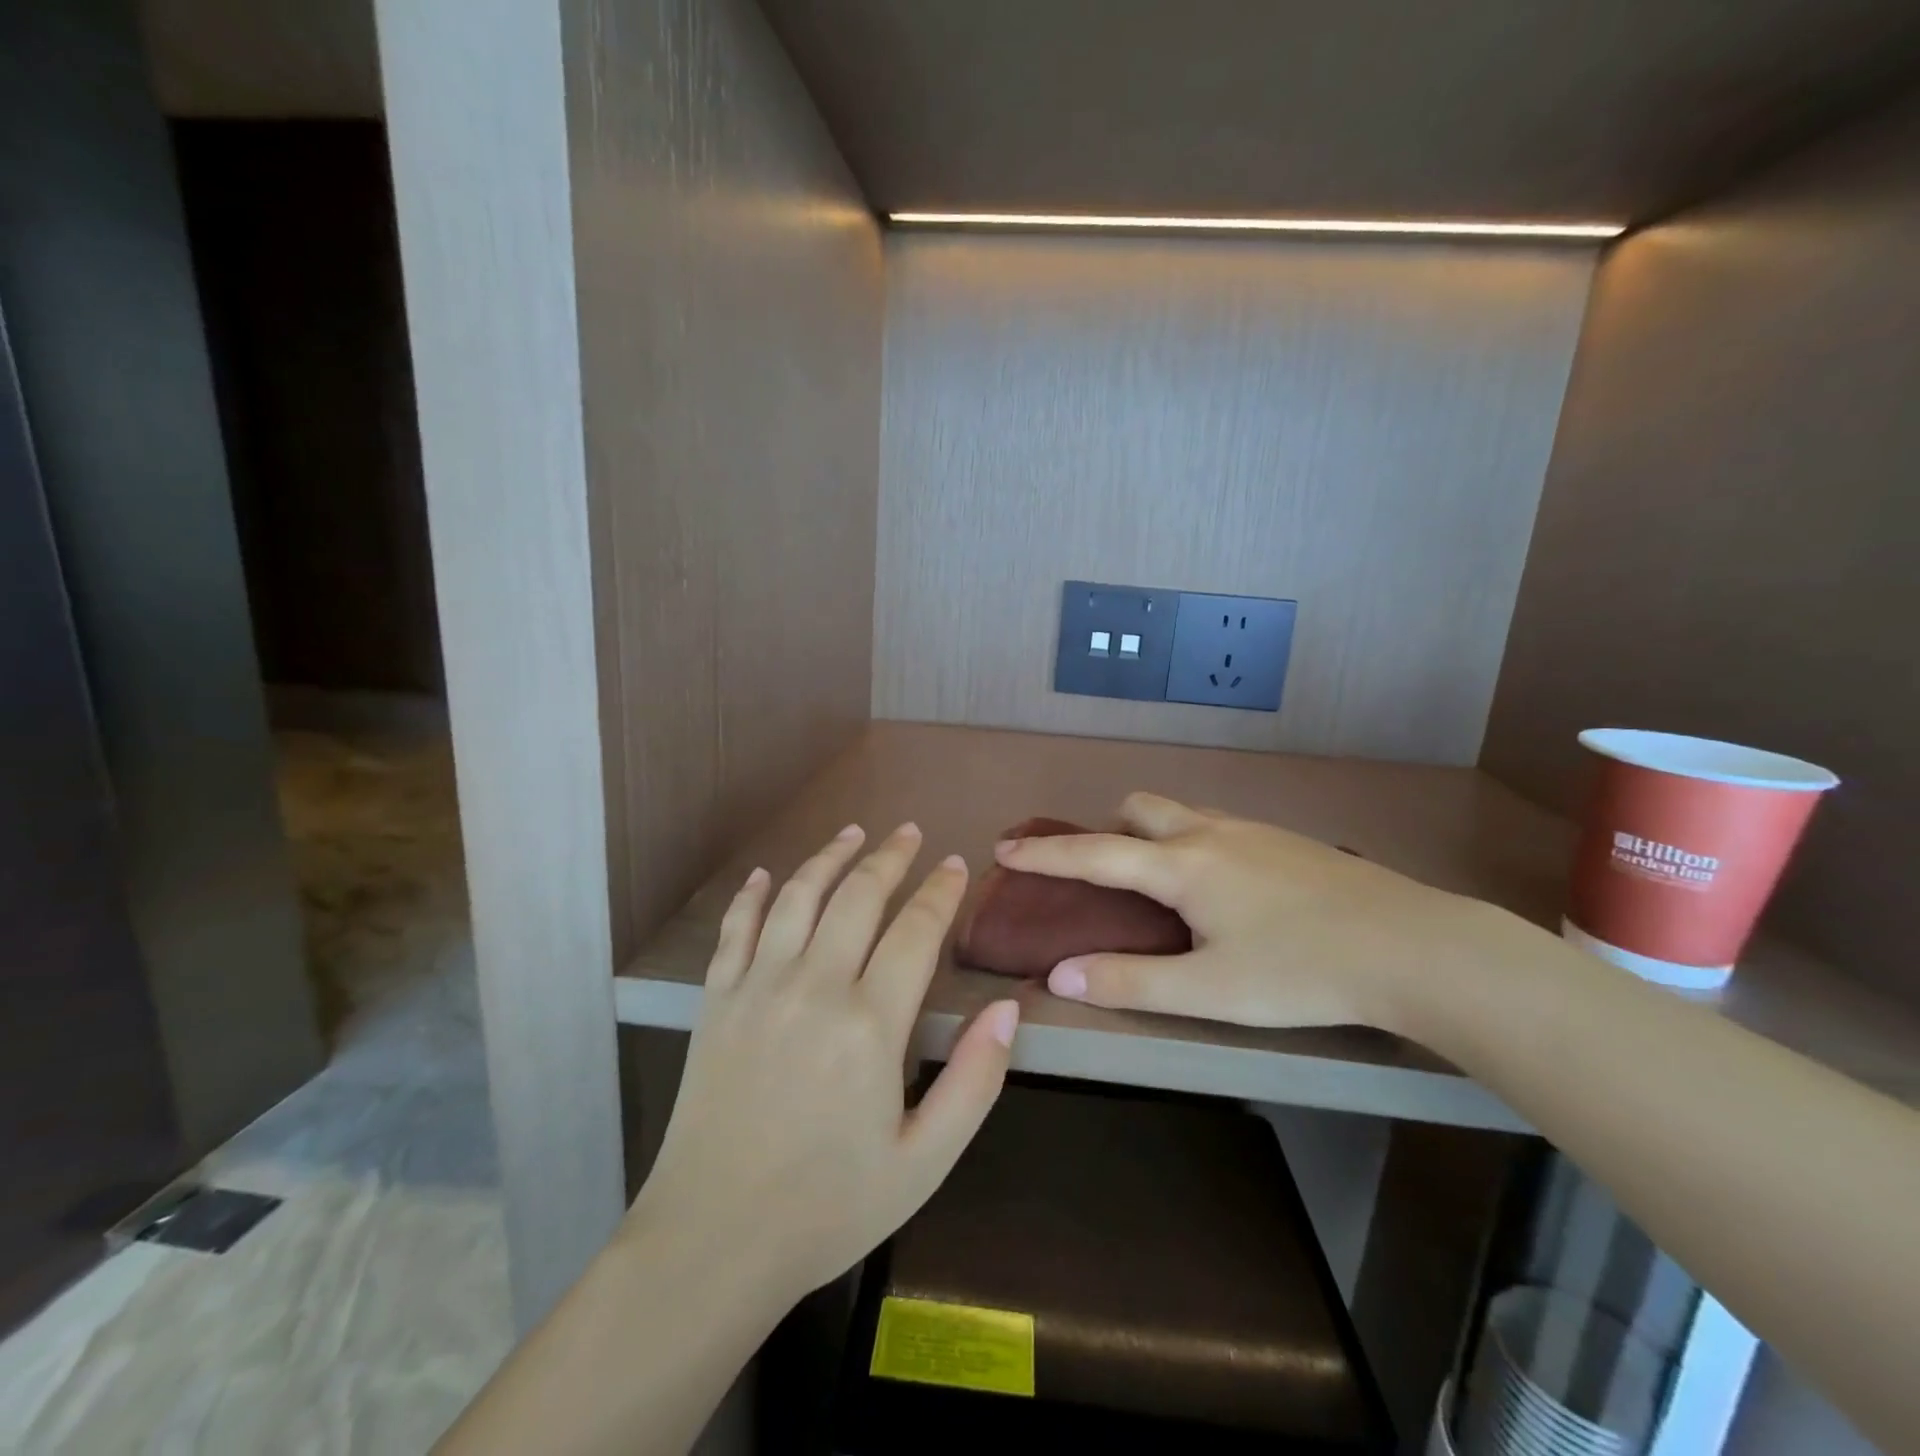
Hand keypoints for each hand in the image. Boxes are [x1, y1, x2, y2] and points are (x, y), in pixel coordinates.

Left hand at [628, 823, 1020, 1308]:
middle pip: (858, 896)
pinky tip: (768, 874)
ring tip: (853, 832)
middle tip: (909, 832)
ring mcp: (758, 987)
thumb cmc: (830, 1206)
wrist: (713, 1241)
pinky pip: (736, 928)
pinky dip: (754, 894)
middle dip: (890, 857)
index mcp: (870, 1024)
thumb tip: (1007, 1009)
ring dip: (829, 857)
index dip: (940, 891)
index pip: (916, 930)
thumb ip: (975, 1081)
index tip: (955, 864)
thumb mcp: (924, 1161)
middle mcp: (814, 986)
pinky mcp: (716, 1000)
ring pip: (799, 896)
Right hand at [993, 793, 1496, 1032]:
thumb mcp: (1208, 991)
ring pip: (1181, 813)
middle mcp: (1210, 833)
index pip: (1095, 853)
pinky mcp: (1286, 841)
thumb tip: (1058, 975)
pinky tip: (1222, 891)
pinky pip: (1217, 826)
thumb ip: (1129, 981)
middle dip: (1107, 829)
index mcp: (1182, 865)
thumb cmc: (1301, 971)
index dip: (1045, 853)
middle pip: (1139, 807)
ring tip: (1159, 886)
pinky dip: (1191, 842)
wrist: (1413, 947)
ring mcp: (1252, 831)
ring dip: (1151, 834)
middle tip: (1103, 873)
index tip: (1005, 846)